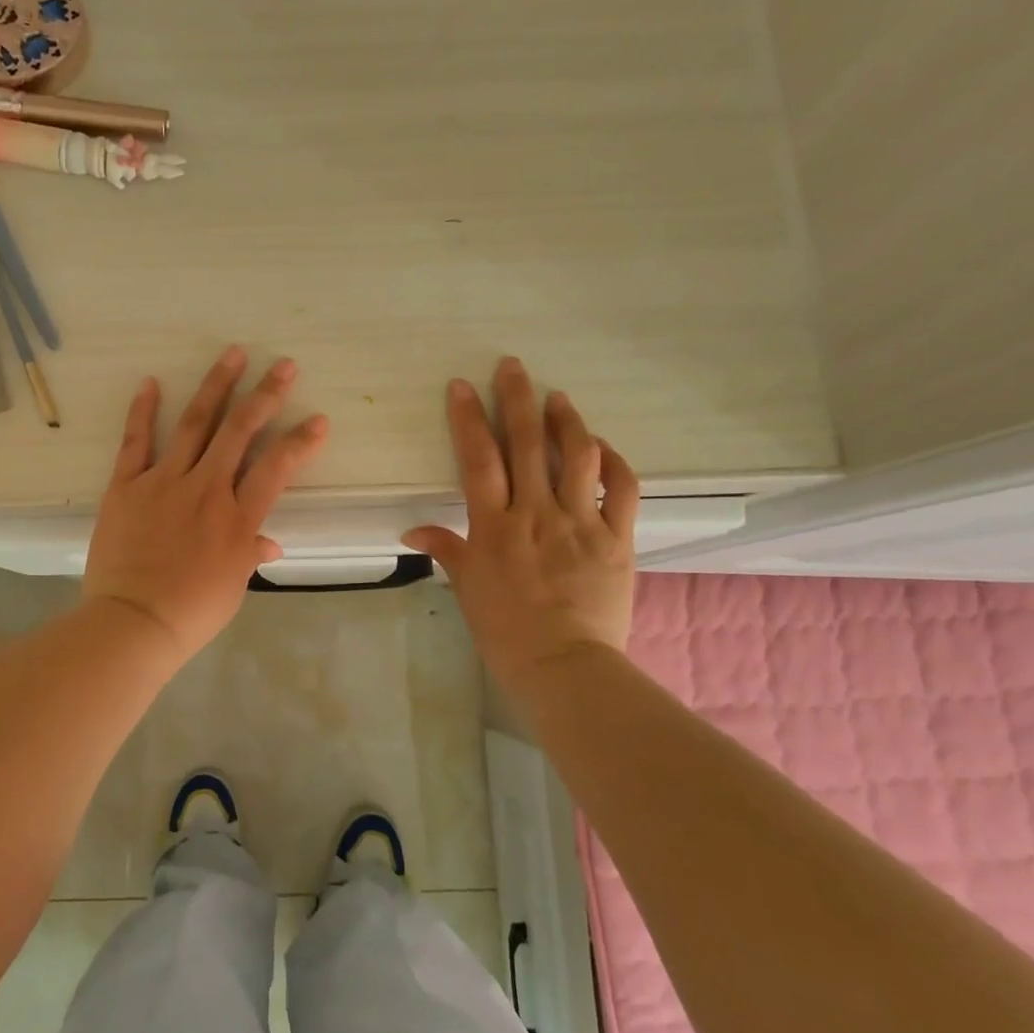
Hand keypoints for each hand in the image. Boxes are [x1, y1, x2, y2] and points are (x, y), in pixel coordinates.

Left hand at [84, 347, 329, 661]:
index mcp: (237, 518)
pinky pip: (135, 442)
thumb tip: (270, 543)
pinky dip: (143, 411)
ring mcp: (164, 482)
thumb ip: (250, 554)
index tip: (319, 419)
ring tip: (232, 354)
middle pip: (240, 431)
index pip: (277, 468)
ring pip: (194, 424)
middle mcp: (206, 489)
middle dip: (266, 395)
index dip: (300, 441)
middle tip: (283, 365)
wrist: (132, 622)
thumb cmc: (191, 612)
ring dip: (216, 387)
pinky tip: (152, 382)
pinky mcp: (126, 485)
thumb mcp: (233, 586)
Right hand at [404, 357, 639, 699]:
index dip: (469, 419)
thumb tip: (413, 529)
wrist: (566, 666)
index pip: (479, 460)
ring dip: (567, 421)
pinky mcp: (617, 537)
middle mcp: (537, 514)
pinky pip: (621, 489)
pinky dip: (614, 462)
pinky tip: (601, 446)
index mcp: (495, 527)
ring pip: (578, 457)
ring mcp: (580, 523)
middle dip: (517, 399)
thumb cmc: (506, 631)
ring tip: (558, 398)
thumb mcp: (468, 588)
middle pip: (528, 444)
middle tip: (513, 366)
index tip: (463, 386)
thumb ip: (446, 549)